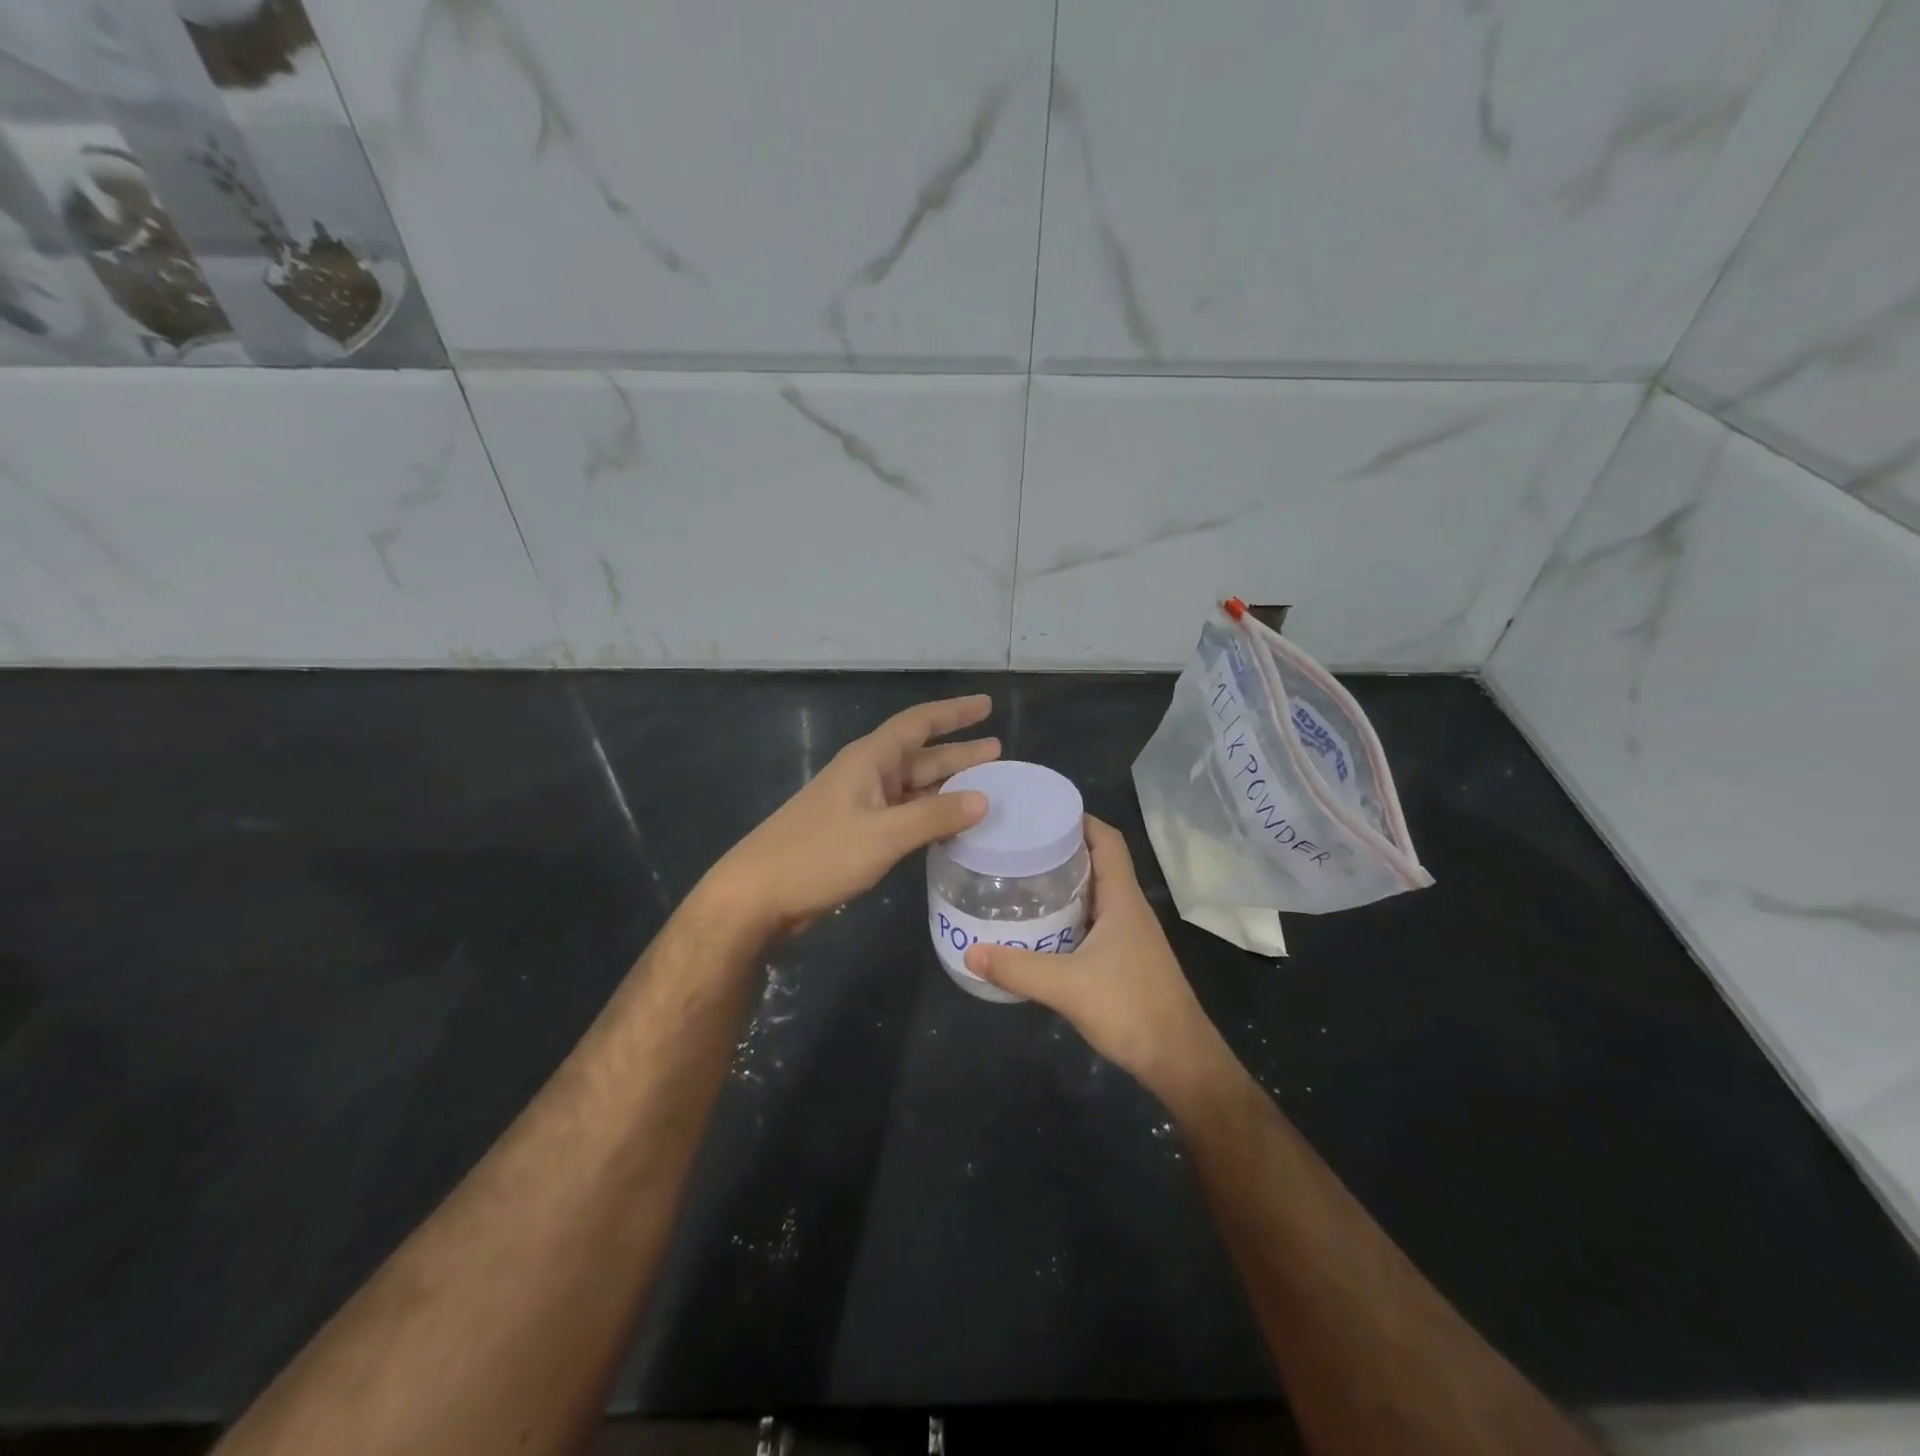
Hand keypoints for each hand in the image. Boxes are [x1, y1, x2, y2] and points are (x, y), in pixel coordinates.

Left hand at [706, 695, 998, 939]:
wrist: (758, 896)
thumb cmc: (819, 855)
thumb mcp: (883, 834)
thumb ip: (934, 816)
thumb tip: (983, 799)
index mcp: (869, 761)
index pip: (918, 724)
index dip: (953, 713)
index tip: (986, 705)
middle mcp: (866, 776)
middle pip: (920, 756)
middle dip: (959, 753)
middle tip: (998, 753)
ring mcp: (860, 806)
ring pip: (913, 788)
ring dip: (947, 788)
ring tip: (987, 790)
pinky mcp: (856, 835)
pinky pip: (903, 816)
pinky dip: (929, 816)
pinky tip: (951, 828)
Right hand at [966, 815, 1224, 1095]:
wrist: (1178, 1060)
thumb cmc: (1130, 1009)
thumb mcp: (1066, 986)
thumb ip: (1017, 968)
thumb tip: (970, 951)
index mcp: (1122, 899)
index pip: (1107, 840)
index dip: (1079, 819)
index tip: (1041, 811)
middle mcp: (1128, 908)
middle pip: (1097, 862)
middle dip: (1061, 848)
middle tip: (1017, 845)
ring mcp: (1128, 935)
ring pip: (1094, 893)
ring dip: (1063, 883)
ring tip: (1020, 878)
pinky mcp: (1124, 958)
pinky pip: (1091, 920)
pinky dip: (1067, 913)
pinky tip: (1039, 926)